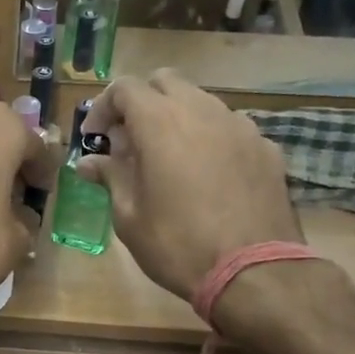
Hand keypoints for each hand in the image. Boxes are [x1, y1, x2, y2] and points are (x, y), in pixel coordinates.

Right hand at [74, 70, 301, 302]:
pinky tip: (207, 176)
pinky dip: (209, 139)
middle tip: (130, 142)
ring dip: (177, 119)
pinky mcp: (266, 148)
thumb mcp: (130, 217)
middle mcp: (202, 111)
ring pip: (201, 102)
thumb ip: (110, 178)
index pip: (125, 88)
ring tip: (169, 160)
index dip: (103, 108)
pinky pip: (229, 129)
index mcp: (160, 123)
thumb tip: (88, 162)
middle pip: (165, 82)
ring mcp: (240, 126)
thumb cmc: (177, 245)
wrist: (252, 271)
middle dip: (142, 103)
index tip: (95, 139)